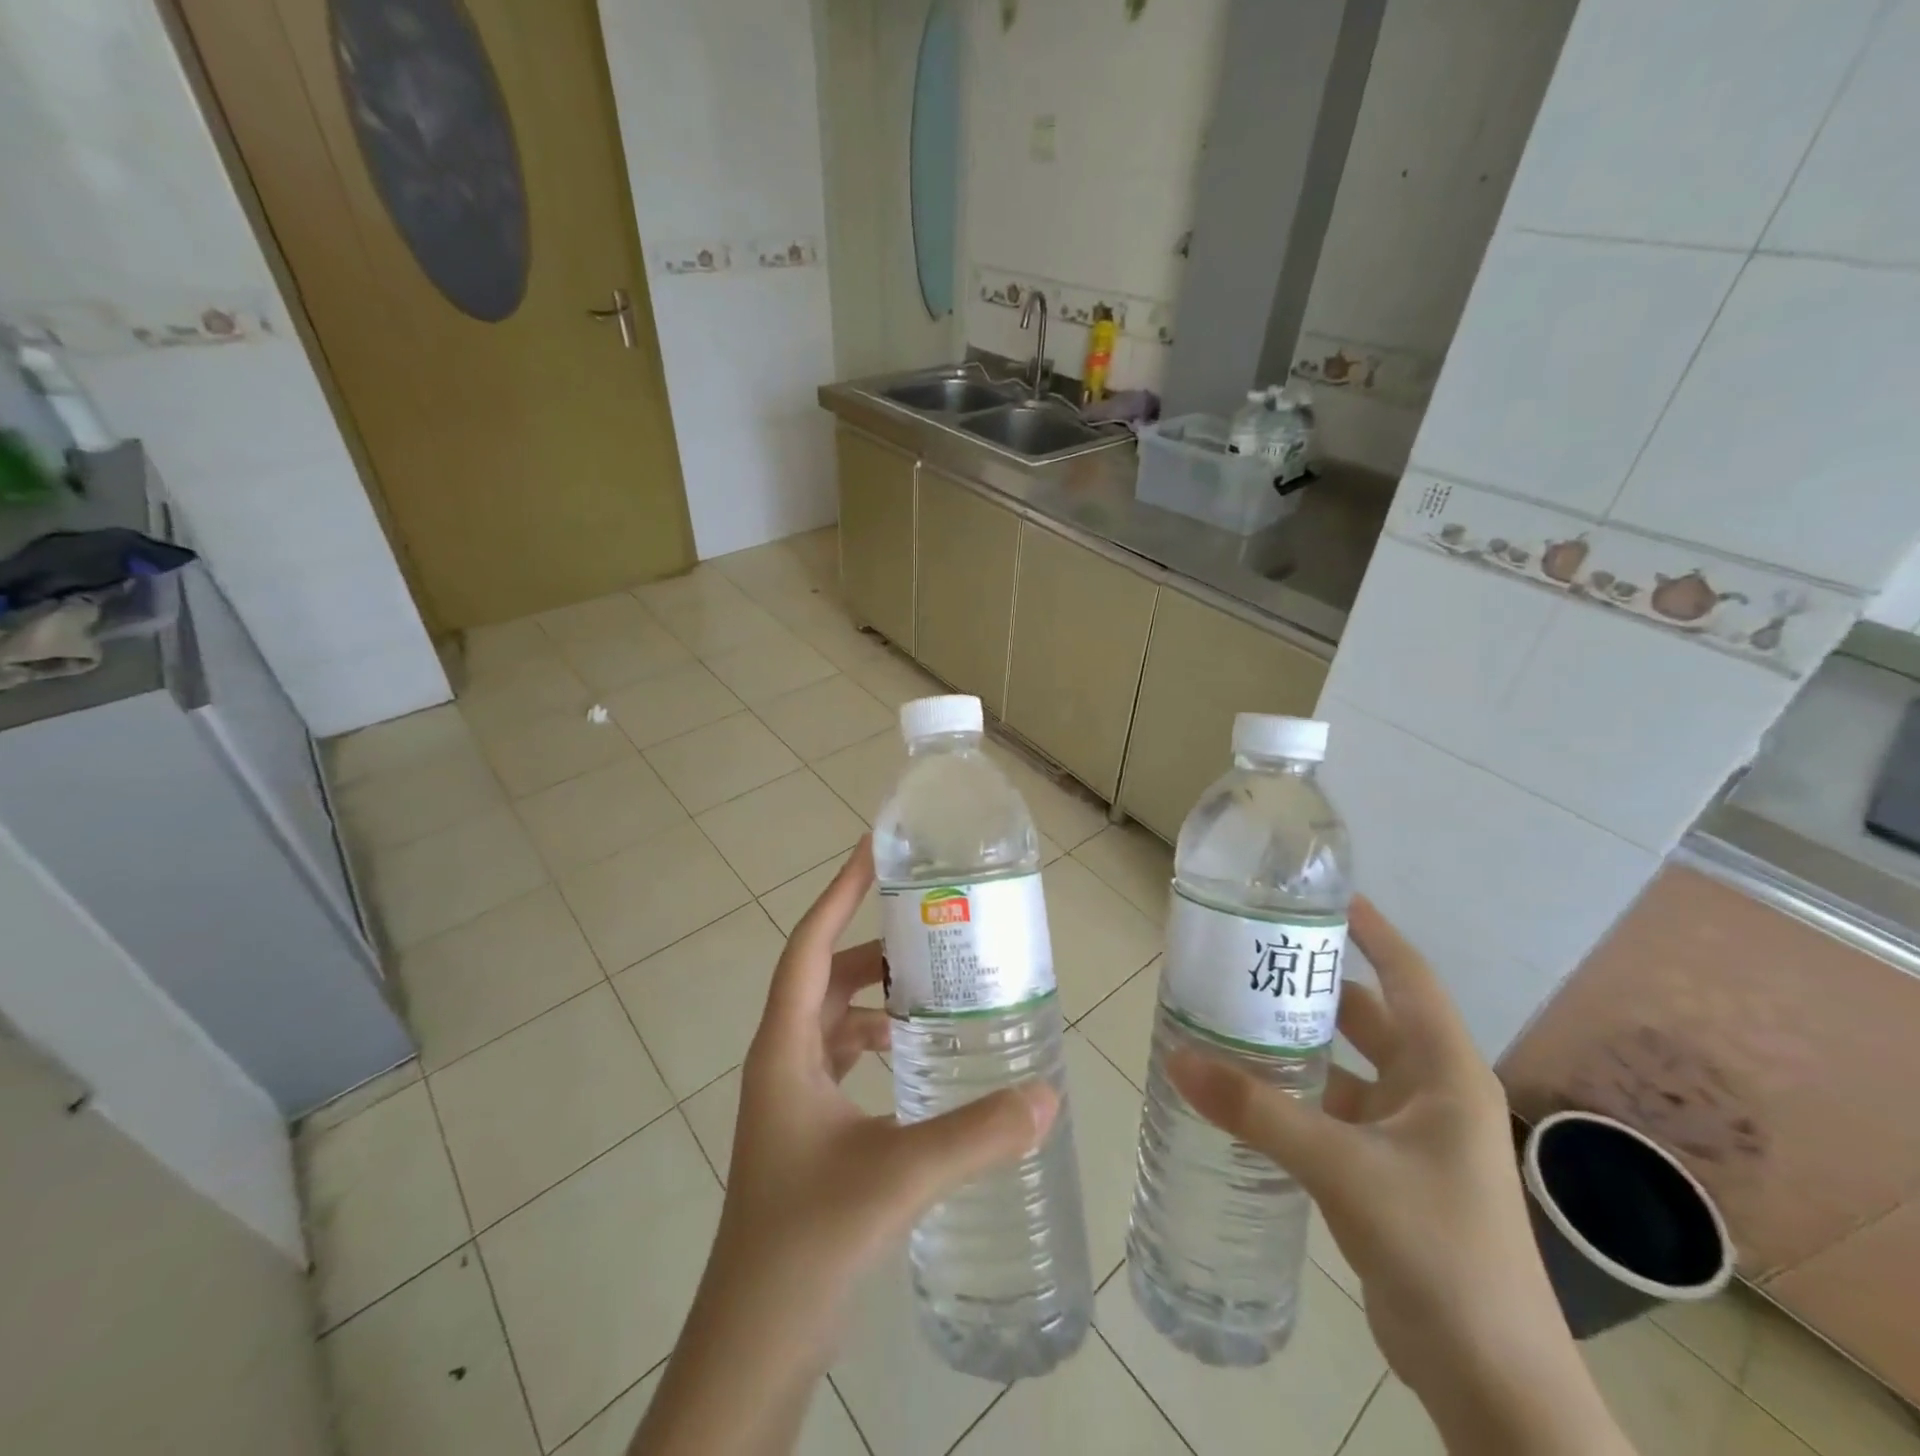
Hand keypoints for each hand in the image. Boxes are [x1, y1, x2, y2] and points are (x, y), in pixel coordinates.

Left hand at [718, 835, 1057, 1317]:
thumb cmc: (805, 1243)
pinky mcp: (807, 1130)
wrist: (753, 1345)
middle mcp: (782, 1060)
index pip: (808, 946)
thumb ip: (975, 1134)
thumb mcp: (897, 1177)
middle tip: (929, 925)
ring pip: (833, 1020)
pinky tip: (917, 1060)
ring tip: (934, 988)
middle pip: (824, 977)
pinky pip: (841, 1059)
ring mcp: (792, 1098)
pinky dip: (876, 1042)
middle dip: (871, 946)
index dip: (840, 893)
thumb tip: (1047, 1095)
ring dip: (875, 996)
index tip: (873, 851)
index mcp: (785, 1049)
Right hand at [1167, 897, 1630, 1454]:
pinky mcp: (1386, 1172)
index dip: (1371, 930)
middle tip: (1249, 955)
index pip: (1407, 975)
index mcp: (1443, 1071)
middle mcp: (1429, 1091)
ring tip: (1232, 1015)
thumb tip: (1177, 1059)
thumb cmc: (1440, 1251)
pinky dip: (1293, 1094)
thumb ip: (1258, 1112)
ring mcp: (1409, 1134)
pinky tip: (1246, 1091)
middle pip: (1366, 1015)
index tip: (1323, 895)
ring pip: (1343, 1065)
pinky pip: (1331, 1111)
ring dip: (1296, 1043)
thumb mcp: (1344, 1168)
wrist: (1492, 1381)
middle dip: (1312, 984)